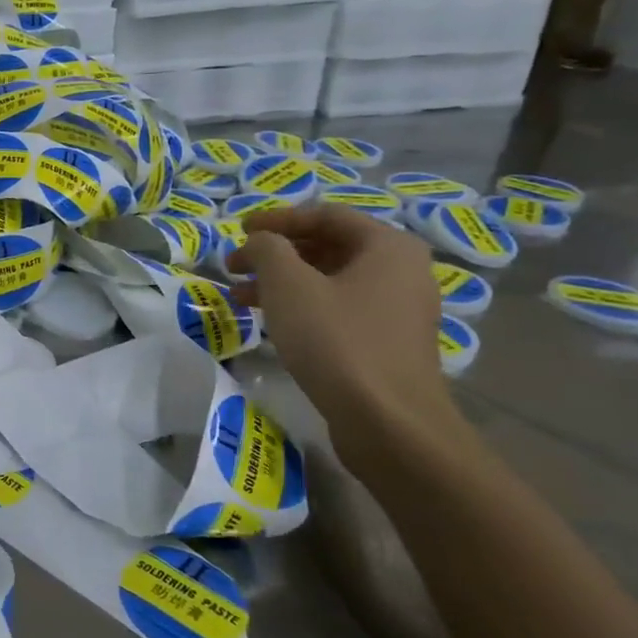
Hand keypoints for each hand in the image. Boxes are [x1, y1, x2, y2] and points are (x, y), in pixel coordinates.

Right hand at [224, 205, 457, 469]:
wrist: (388, 422)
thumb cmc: (336, 341)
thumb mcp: (289, 285)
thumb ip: (268, 249)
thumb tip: (260, 241)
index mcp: (387, 245)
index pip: (325, 214)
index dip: (276, 219)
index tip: (238, 230)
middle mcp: (402, 270)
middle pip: (328, 246)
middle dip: (276, 254)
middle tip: (235, 267)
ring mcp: (399, 309)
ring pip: (331, 281)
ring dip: (283, 283)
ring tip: (240, 298)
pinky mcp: (389, 343)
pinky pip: (340, 309)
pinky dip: (303, 307)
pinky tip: (272, 323)